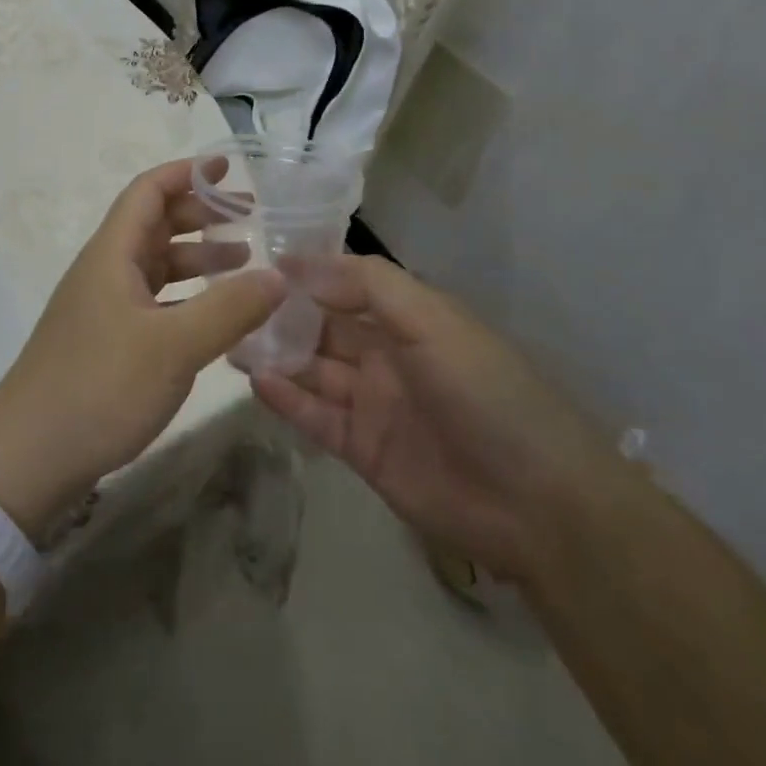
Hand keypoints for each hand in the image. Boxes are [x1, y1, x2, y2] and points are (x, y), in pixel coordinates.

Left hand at [0, 158, 284, 537]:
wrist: (27, 457)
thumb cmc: (99, 387)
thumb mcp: (174, 346)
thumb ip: (229, 308)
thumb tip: (279, 276)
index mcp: (113, 253)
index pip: (149, 191)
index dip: (187, 172)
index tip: (228, 168)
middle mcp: (105, 270)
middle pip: (154, 223)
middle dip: (201, 214)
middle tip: (250, 218)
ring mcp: (103, 307)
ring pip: (155, 263)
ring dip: (196, 256)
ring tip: (244, 262)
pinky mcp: (106, 341)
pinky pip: (153, 299)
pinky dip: (185, 296)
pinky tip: (213, 315)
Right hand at [251, 255, 616, 583]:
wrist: (536, 502)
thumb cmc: (484, 391)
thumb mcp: (432, 320)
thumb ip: (367, 284)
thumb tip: (300, 262)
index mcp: (407, 319)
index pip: (347, 285)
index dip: (308, 273)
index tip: (260, 262)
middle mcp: (386, 355)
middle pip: (324, 326)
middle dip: (283, 313)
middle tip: (231, 302)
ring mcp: (373, 403)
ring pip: (314, 369)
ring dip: (276, 353)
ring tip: (230, 338)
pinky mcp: (363, 450)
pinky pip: (316, 416)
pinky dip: (286, 399)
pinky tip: (255, 380)